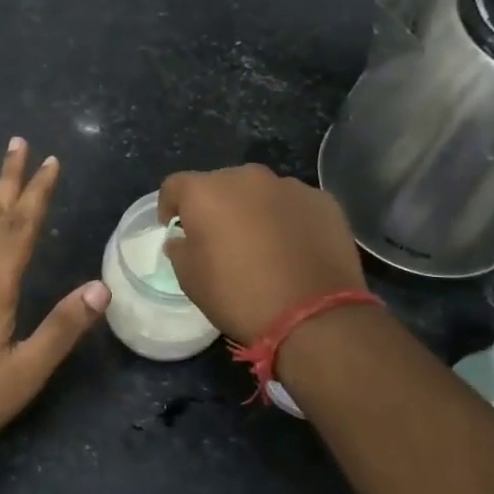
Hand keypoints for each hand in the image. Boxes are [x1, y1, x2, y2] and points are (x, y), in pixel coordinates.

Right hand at [159, 164, 364, 344]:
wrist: (312, 315)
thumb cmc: (238, 296)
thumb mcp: (191, 280)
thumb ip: (180, 250)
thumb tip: (183, 239)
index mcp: (206, 192)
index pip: (175, 186)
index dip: (170, 205)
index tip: (175, 227)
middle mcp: (247, 177)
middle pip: (221, 184)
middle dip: (217, 206)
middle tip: (221, 239)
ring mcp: (290, 186)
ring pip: (261, 193)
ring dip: (255, 211)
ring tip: (263, 244)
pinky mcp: (323, 201)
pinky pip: (294, 205)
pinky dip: (288, 220)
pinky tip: (295, 249)